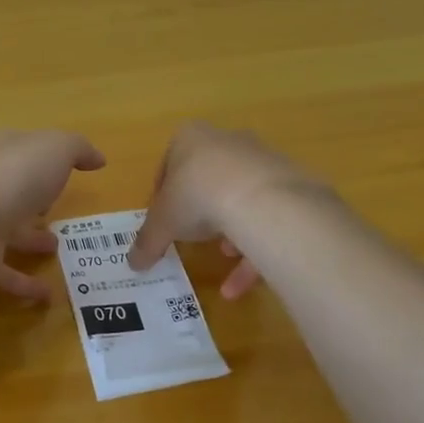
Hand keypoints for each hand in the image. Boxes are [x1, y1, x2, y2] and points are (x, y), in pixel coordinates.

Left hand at [0, 130, 105, 303]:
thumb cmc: (12, 178)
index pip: (20, 148)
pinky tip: (49, 296)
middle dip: (33, 198)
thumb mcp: (55, 150)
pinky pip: (6, 274)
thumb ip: (77, 149)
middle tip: (57, 210)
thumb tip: (97, 158)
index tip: (68, 168)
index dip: (42, 155)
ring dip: (30, 239)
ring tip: (57, 249)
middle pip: (12, 190)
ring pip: (8, 231)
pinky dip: (26, 285)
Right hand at [128, 123, 334, 298]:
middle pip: (207, 178)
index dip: (162, 195)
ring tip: (222, 255)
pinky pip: (267, 216)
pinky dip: (254, 248)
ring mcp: (263, 160)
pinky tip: (241, 284)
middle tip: (191, 236)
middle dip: (200, 210)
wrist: (262, 199)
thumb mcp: (160, 224)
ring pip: (240, 197)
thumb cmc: (196, 196)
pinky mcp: (291, 183)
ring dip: (229, 228)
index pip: (169, 163)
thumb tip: (132, 264)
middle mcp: (227, 141)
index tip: (162, 219)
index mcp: (190, 138)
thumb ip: (146, 242)